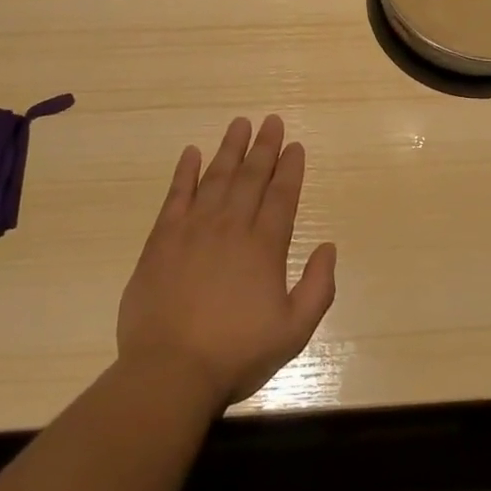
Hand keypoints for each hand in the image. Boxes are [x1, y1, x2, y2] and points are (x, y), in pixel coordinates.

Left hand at [117, 116, 337, 406]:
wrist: (170, 370)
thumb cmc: (236, 354)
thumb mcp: (293, 332)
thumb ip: (318, 288)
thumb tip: (328, 247)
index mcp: (264, 247)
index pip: (282, 196)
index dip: (290, 168)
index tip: (294, 145)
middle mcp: (232, 227)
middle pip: (251, 177)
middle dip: (264, 147)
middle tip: (271, 121)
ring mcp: (194, 228)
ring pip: (216, 177)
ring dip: (230, 149)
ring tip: (240, 124)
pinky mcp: (163, 238)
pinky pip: (176, 195)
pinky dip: (185, 171)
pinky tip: (191, 153)